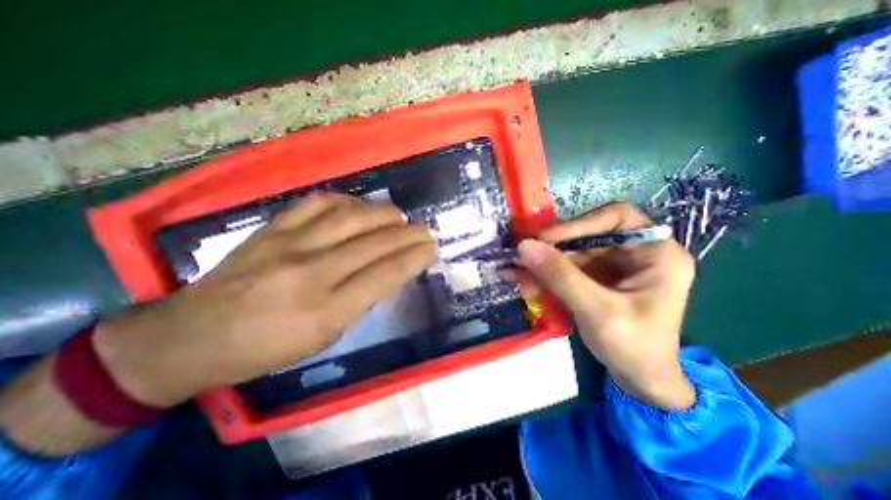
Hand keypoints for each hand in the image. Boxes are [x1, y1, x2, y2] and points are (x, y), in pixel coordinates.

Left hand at [93, 194, 437, 407]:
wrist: (191, 336)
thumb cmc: (266, 348)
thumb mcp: (323, 338)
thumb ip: (359, 301)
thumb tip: (388, 271)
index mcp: (326, 310)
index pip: (385, 274)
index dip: (414, 258)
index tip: (431, 248)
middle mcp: (312, 272)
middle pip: (374, 242)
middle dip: (409, 234)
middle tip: (425, 230)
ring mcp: (290, 243)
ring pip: (351, 216)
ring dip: (384, 214)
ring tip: (399, 217)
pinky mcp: (272, 227)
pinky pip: (319, 203)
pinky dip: (347, 202)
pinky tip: (359, 207)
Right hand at [500, 204, 694, 408]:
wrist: (640, 382)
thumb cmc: (634, 348)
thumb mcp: (597, 311)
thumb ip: (560, 277)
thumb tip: (524, 246)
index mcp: (655, 253)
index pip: (616, 218)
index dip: (578, 224)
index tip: (545, 239)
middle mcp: (633, 253)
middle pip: (585, 237)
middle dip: (550, 250)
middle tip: (518, 257)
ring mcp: (611, 266)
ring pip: (569, 254)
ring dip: (540, 265)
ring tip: (512, 273)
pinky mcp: (594, 279)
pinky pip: (564, 270)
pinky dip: (543, 276)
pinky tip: (522, 282)